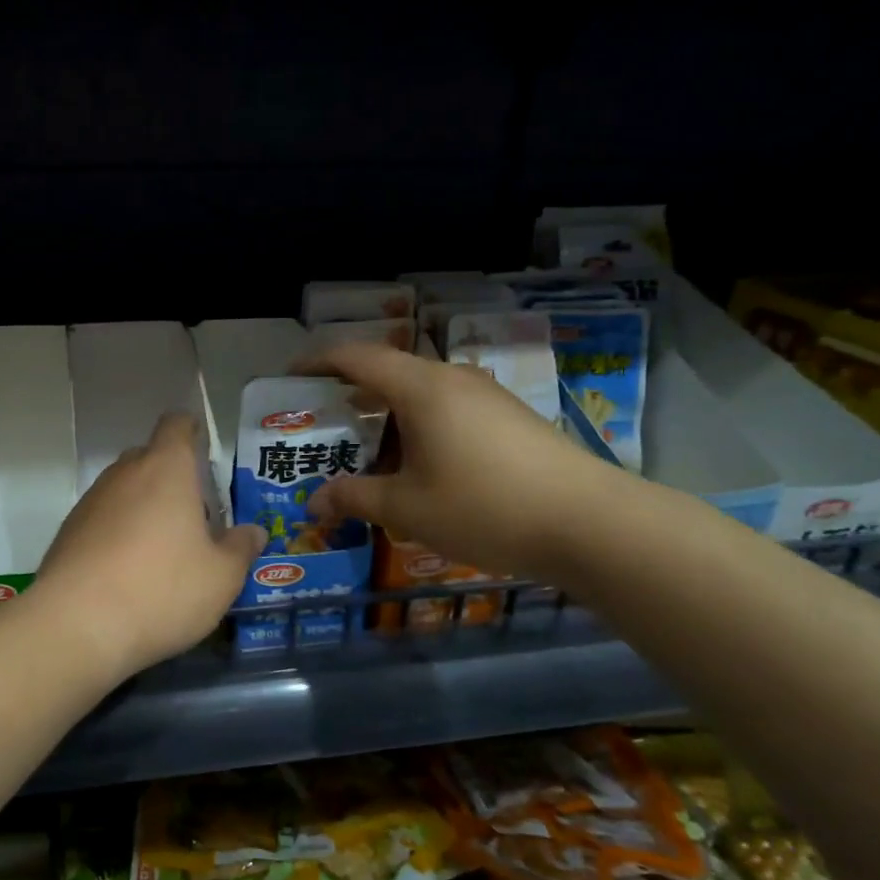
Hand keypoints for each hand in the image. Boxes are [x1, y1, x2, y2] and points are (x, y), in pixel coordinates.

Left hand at [29, 412, 266, 678]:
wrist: (77, 626)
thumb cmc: (162, 589)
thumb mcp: (221, 577)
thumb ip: (241, 549)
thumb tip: (253, 532)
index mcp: (166, 469)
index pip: (176, 425)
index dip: (191, 431)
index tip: (204, 451)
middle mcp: (124, 474)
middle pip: (149, 458)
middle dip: (171, 478)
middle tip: (194, 517)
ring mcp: (90, 502)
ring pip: (124, 491)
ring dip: (143, 508)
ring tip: (162, 551)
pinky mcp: (67, 533)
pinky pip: (101, 520)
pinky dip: (117, 534)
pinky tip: (128, 573)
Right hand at [301, 342, 628, 578]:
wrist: (590, 523)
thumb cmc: (484, 507)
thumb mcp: (407, 507)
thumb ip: (354, 497)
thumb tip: (314, 502)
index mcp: (420, 387)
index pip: (355, 356)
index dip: (317, 362)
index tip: (289, 379)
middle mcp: (451, 378)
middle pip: (387, 371)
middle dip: (349, 394)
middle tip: (321, 426)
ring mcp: (485, 395)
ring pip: (419, 392)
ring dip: (385, 414)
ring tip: (364, 450)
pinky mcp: (508, 417)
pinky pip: (446, 408)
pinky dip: (417, 425)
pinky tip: (417, 464)